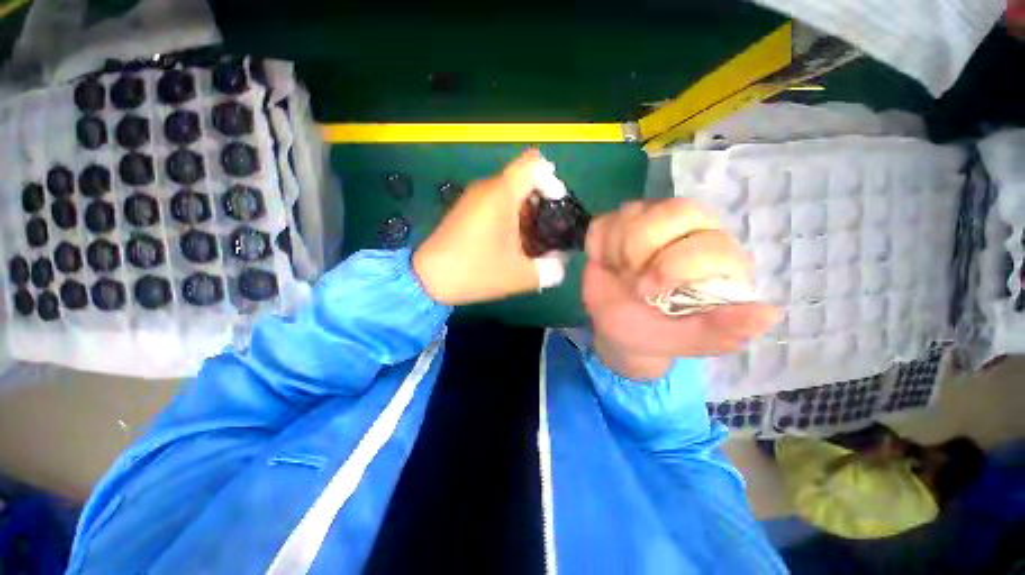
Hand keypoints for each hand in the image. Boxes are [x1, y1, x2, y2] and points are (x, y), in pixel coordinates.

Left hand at [413, 149, 545, 304]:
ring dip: (527, 214)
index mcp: (502, 194)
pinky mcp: (467, 210)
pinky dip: (511, 218)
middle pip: (525, 181)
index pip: (536, 164)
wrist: (428, 279)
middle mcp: (488, 188)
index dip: (553, 181)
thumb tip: (562, 262)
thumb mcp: (521, 276)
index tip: (557, 207)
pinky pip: (496, 204)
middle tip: (548, 232)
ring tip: (532, 243)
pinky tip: (512, 244)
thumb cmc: (476, 272)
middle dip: (542, 204)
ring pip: (511, 194)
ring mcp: (474, 198)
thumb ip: (551, 269)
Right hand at [583, 198, 780, 378]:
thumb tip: (770, 314)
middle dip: (641, 249)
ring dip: (617, 250)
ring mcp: (651, 222)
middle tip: (632, 281)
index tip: (646, 293)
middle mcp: (690, 231)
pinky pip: (605, 222)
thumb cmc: (654, 333)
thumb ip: (722, 329)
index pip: (709, 240)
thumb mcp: (686, 339)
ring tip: (621, 273)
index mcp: (717, 259)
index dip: (674, 264)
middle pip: (674, 210)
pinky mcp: (618, 224)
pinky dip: (599, 246)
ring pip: (634, 211)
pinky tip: (607, 263)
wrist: (615, 328)